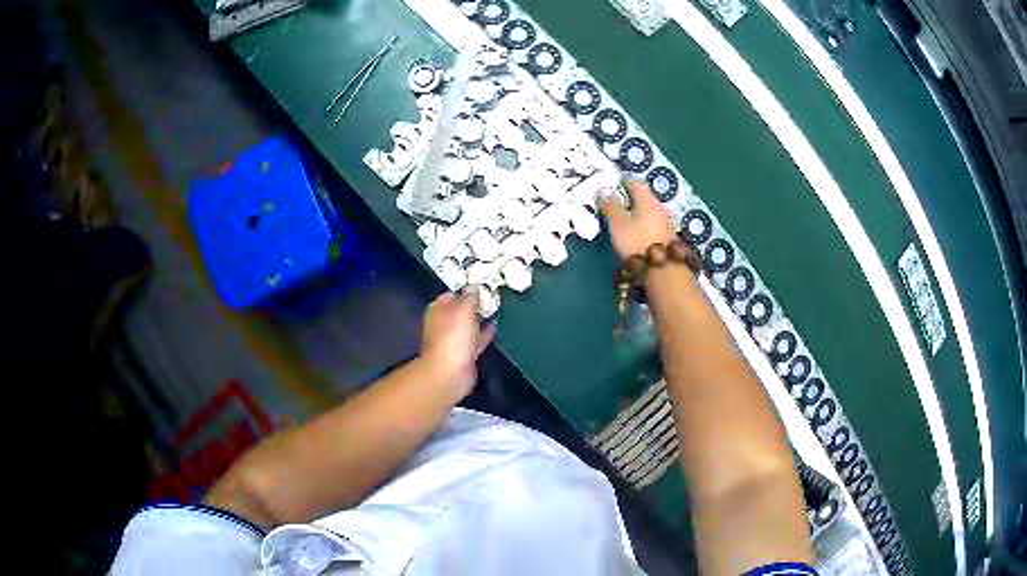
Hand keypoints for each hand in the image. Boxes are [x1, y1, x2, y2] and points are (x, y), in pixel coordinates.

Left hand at [420, 290, 494, 396]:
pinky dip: (483, 334)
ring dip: (478, 320)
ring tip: (494, 310)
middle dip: (473, 305)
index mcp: (438, 310)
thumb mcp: (463, 310)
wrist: (450, 373)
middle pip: (459, 311)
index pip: (450, 295)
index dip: (465, 290)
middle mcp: (443, 324)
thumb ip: (469, 297)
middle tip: (490, 297)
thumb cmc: (453, 337)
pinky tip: (494, 327)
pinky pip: (475, 340)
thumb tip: (473, 286)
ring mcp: (453, 341)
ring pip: (467, 326)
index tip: (481, 287)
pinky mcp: (463, 354)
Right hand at [600, 178, 677, 258]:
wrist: (663, 270)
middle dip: (634, 196)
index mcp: (647, 200)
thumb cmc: (637, 243)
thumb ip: (611, 206)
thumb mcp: (618, 224)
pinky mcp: (669, 237)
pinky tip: (641, 229)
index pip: (636, 183)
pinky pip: (655, 222)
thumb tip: (604, 189)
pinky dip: (646, 222)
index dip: (625, 180)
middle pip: (646, 196)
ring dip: (641, 210)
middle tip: (621, 198)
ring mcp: (667, 222)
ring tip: (629, 215)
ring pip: (651, 210)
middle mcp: (660, 207)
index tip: (617, 181)